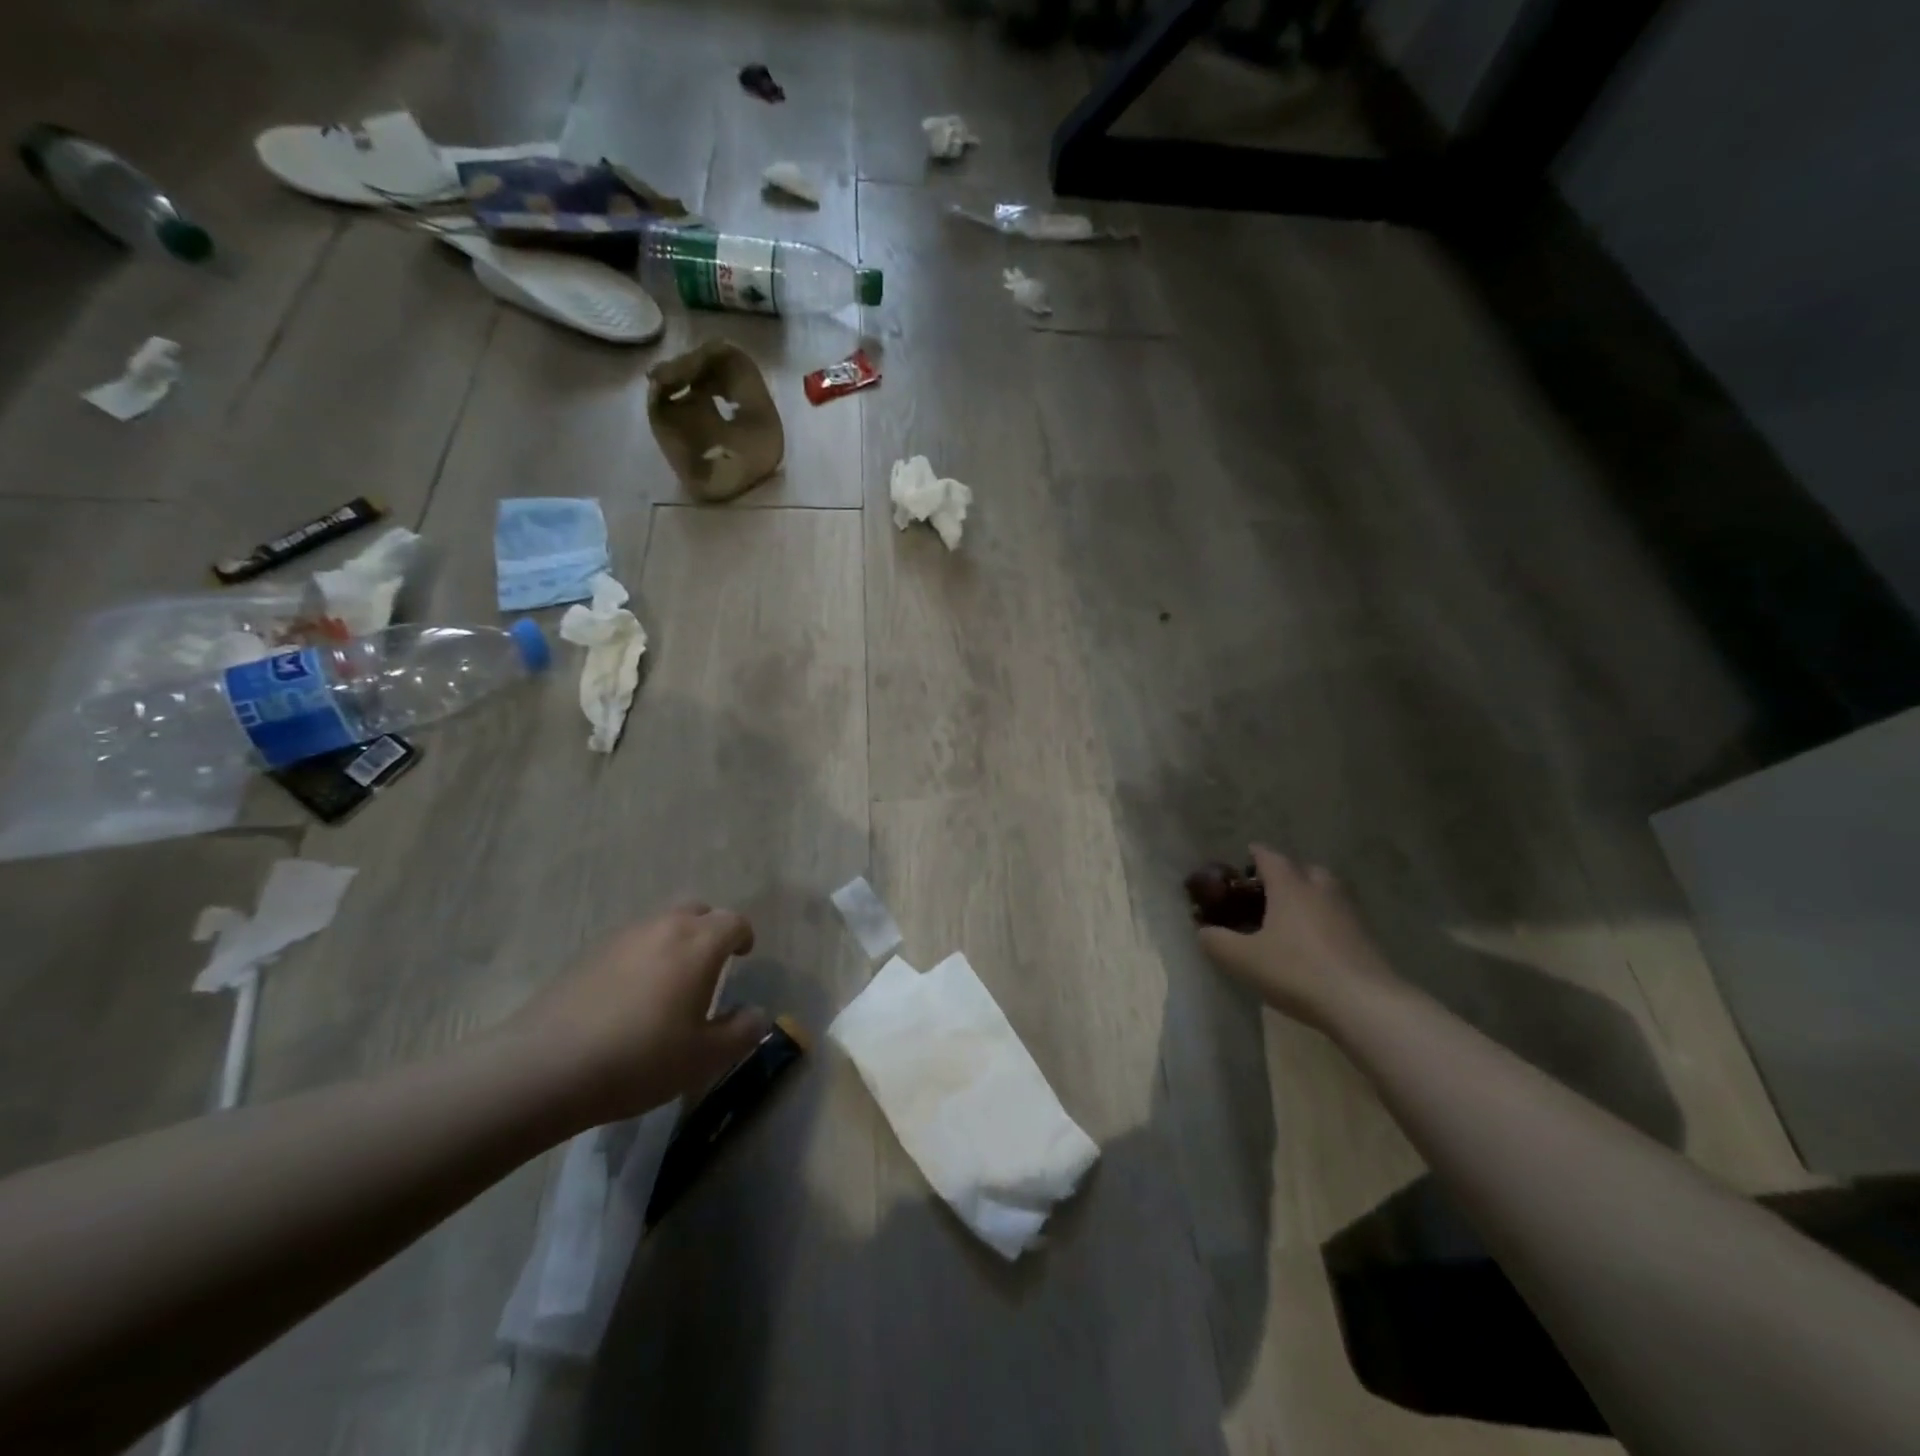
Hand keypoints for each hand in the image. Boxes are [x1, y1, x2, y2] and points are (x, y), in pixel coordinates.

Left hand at [509, 903, 768, 1123]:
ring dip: (675, 940)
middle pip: (696, 909)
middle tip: (711, 962)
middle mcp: (663, 927)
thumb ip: (742, 1032)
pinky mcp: (589, 953)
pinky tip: (631, 994)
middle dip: (710, 928)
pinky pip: (631, 941)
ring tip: (671, 980)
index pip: (733, 921)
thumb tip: (758, 1014)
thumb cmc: (639, 1059)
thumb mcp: (704, 1058)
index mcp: (698, 943)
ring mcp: (622, 936)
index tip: (744, 956)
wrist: (545, 1067)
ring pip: (660, 922)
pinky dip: (643, 955)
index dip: (744, 936)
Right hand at [1197, 845, 1399, 1028]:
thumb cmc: (1297, 972)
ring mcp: (1349, 912)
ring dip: (1309, 896)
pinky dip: (1325, 921)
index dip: (1255, 855)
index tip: (1245, 858)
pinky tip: (1314, 944)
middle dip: (1287, 874)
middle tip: (1268, 892)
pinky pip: (1339, 917)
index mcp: (1290, 886)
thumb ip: (1216, 941)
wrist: (1365, 1004)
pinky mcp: (1366, 938)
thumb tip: (1203, 931)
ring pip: (1326, 892)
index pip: (1270, 857)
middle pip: (1304, 869)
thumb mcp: (1242, 959)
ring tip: (1291, 918)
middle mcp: (1321, 890)